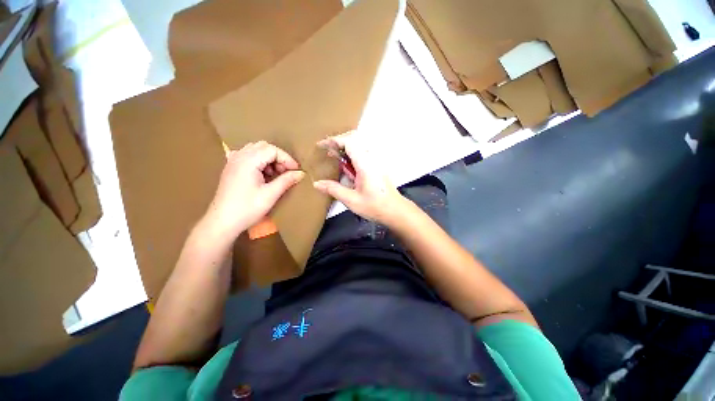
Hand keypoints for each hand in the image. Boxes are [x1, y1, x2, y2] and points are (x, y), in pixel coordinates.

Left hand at [205, 141, 303, 237]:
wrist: (222, 222)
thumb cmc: (247, 208)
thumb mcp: (270, 194)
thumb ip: (286, 180)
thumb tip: (301, 173)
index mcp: (248, 161)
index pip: (272, 150)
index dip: (287, 158)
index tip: (296, 171)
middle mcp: (239, 157)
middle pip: (263, 146)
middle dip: (278, 157)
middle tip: (286, 172)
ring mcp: (233, 162)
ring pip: (255, 150)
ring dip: (269, 159)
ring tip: (275, 174)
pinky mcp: (231, 169)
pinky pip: (247, 156)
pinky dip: (258, 161)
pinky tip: (261, 172)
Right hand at [313, 131, 407, 224]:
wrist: (395, 211)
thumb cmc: (375, 206)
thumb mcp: (351, 200)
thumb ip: (334, 189)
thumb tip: (317, 184)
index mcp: (365, 164)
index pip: (349, 142)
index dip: (333, 140)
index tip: (321, 146)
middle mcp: (372, 158)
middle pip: (355, 138)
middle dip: (339, 141)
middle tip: (327, 150)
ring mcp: (376, 161)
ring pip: (360, 144)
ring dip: (346, 146)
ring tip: (334, 156)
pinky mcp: (378, 166)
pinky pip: (364, 152)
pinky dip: (352, 153)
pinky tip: (347, 166)